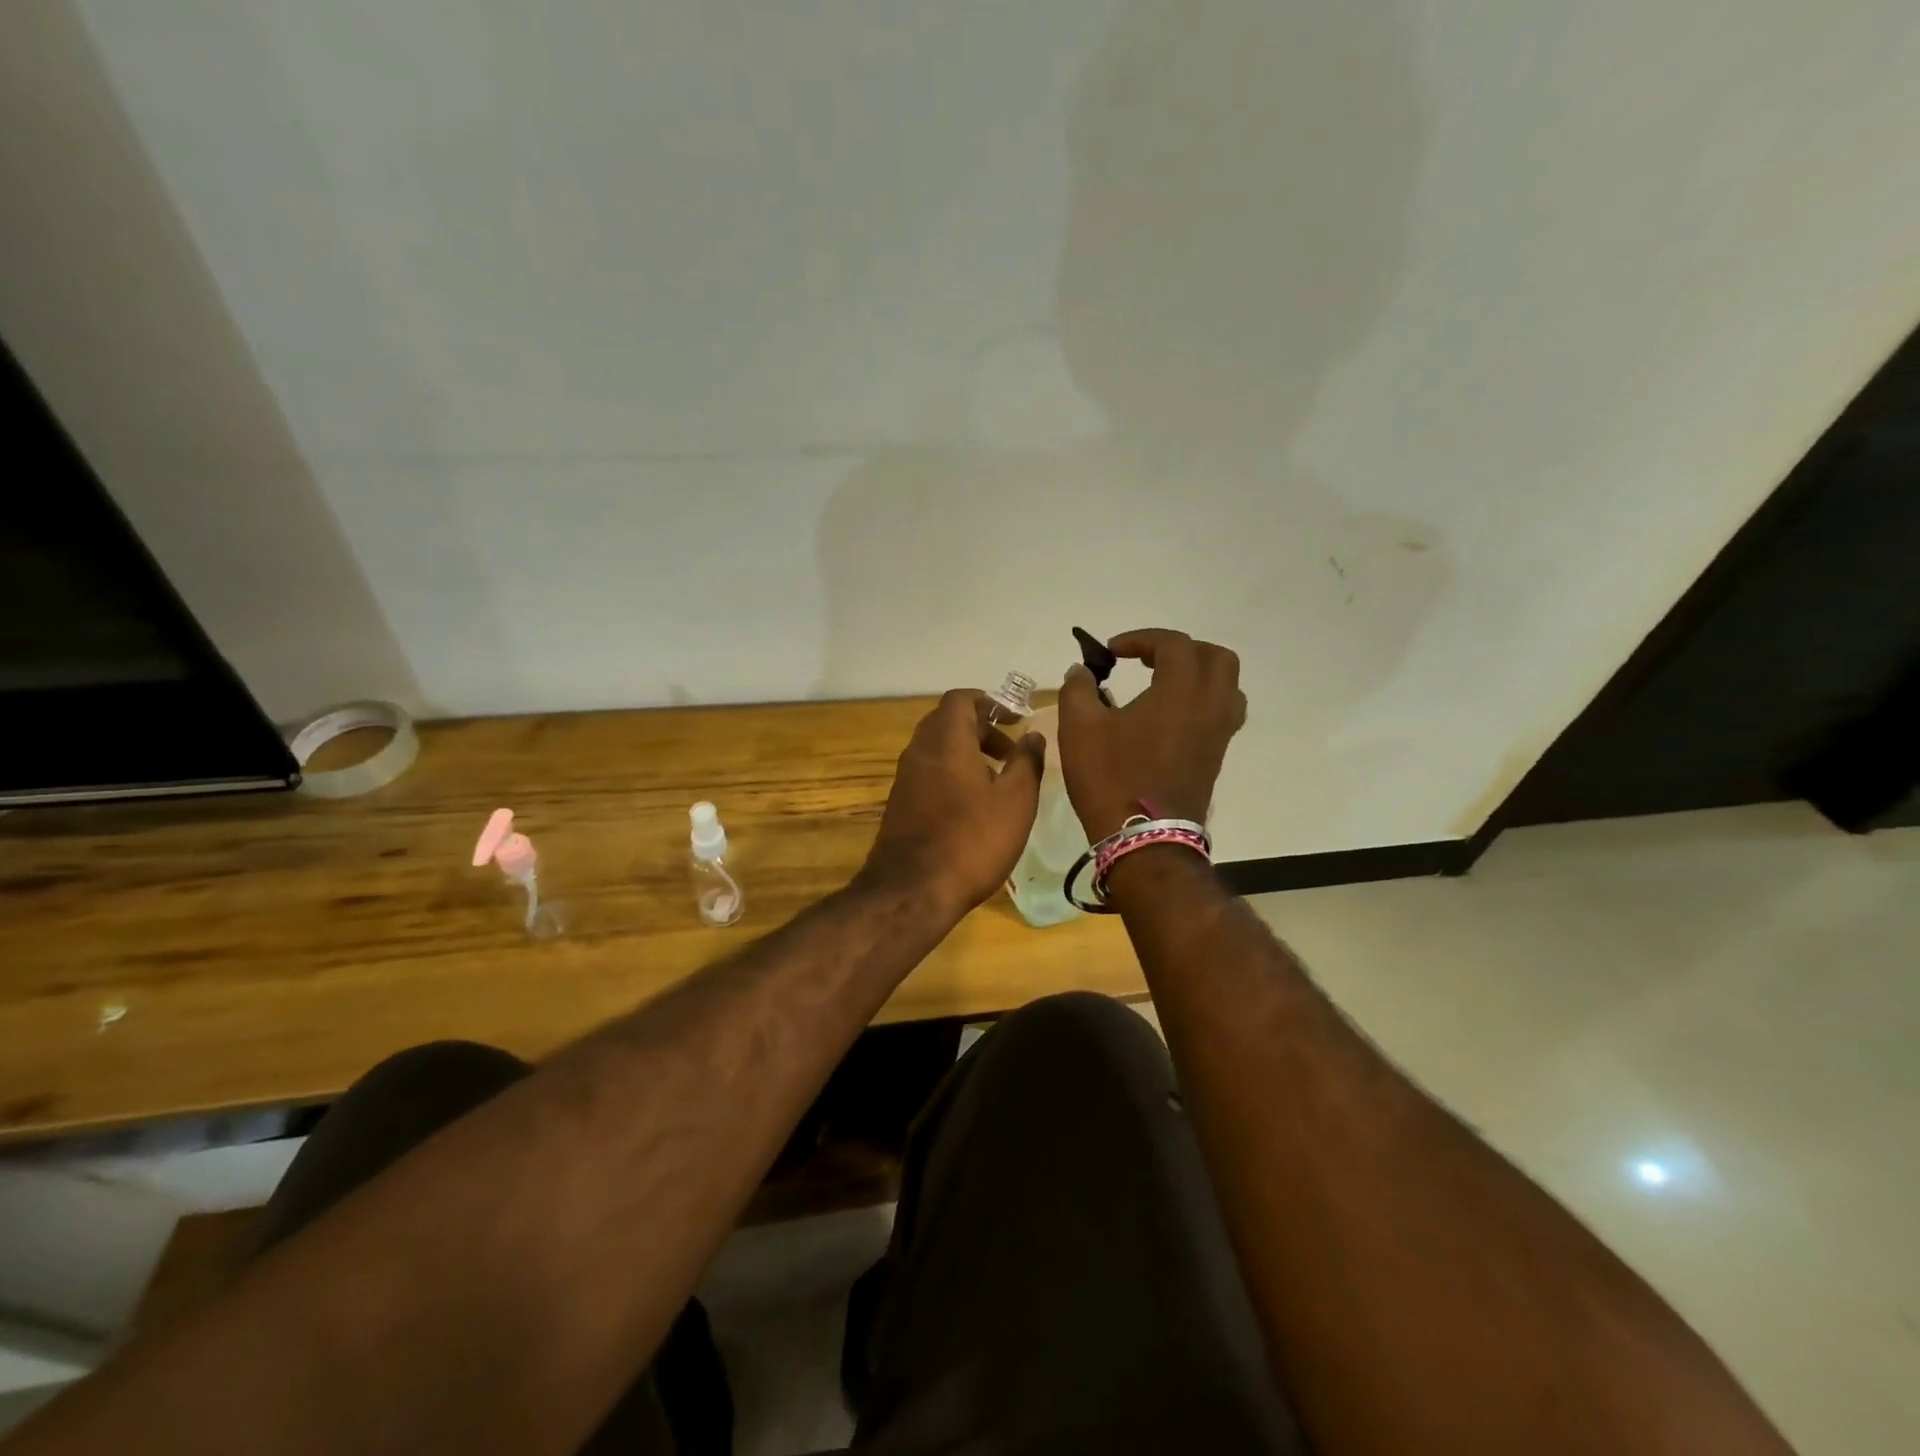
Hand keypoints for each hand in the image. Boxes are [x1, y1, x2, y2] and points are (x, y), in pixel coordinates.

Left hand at [862, 689, 1045, 919]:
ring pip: (937, 749)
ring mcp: (905, 778)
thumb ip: (1027, 762)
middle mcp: (919, 751)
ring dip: (967, 753)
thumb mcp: (1016, 800)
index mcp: (946, 740)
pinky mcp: (900, 804)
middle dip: (980, 728)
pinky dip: (952, 773)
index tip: (1014, 719)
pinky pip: (929, 772)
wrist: (913, 890)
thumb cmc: (972, 840)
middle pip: (947, 722)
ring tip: (998, 779)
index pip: (961, 699)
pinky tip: (974, 805)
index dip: (989, 702)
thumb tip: (1033, 736)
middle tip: (1011, 750)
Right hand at [1058, 628, 1245, 841]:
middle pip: (1215, 658)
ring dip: (1199, 674)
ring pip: (1227, 685)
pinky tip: (1171, 717)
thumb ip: (1078, 689)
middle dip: (1181, 650)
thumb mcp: (1079, 728)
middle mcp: (1210, 705)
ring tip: (1164, 684)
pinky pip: (1222, 713)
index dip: (1141, 638)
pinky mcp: (1216, 756)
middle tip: (1147, 660)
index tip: (1111, 651)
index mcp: (1179, 690)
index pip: (1173, 644)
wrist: (1143, 839)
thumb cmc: (1110, 777)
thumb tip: (1080, 671)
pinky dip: (1202, 701)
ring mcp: (1218, 733)